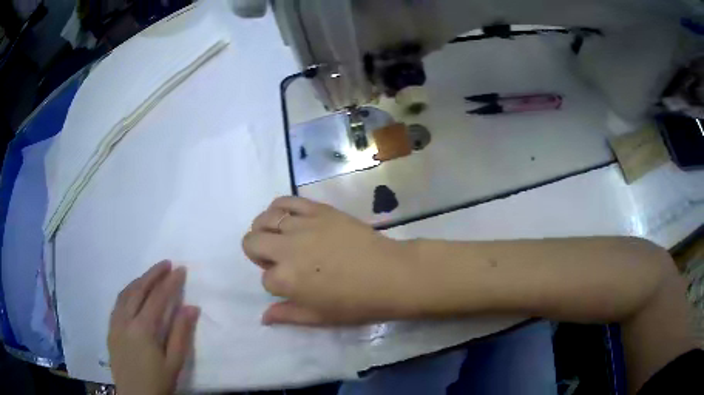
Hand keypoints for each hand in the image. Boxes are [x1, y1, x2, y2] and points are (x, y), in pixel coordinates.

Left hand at [108, 261, 199, 394]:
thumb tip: (191, 307)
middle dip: (153, 274)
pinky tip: (133, 292)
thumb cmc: (158, 381)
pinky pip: (117, 303)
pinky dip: (127, 292)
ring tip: (151, 274)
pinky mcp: (110, 329)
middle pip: (139, 289)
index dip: (170, 283)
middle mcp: (126, 320)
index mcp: (143, 328)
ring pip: (125, 293)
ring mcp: (115, 323)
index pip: (157, 298)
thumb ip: (181, 333)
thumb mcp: (175, 362)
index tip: (180, 270)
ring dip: (139, 280)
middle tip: (166, 263)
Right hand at [243, 196, 417, 325]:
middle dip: (258, 253)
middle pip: (251, 242)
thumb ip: (287, 315)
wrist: (390, 274)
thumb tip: (263, 317)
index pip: (264, 279)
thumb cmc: (356, 302)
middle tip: (279, 259)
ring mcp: (302, 225)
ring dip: (265, 230)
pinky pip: (286, 200)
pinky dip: (279, 207)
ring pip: (264, 219)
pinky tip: (288, 218)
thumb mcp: (319, 317)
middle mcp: (287, 249)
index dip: (276, 283)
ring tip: (281, 238)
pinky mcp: (318, 209)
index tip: (292, 285)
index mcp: (286, 280)